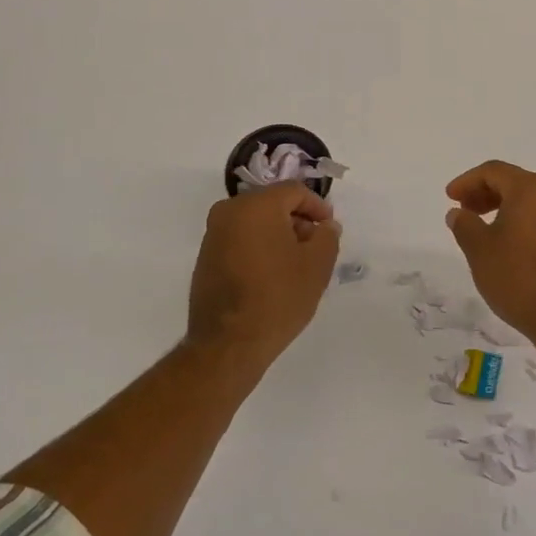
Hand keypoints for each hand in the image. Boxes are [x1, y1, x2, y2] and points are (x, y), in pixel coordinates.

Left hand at [186, 183, 341, 371]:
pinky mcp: (205, 258)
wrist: (227, 344)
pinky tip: (271, 276)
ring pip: (254, 222)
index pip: (294, 191)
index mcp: (256, 205)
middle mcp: (229, 211)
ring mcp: (213, 234)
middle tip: (315, 247)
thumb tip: (325, 226)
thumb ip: (327, 237)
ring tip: (295, 265)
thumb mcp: (317, 266)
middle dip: (297, 221)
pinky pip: (239, 240)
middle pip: (272, 204)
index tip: (329, 229)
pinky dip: (258, 248)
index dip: (317, 206)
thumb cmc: (278, 298)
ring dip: (277, 235)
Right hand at [445, 160, 535, 342]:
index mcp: (529, 189)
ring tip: (479, 227)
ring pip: (526, 200)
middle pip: (512, 182)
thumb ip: (464, 224)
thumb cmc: (517, 275)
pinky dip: (517, 220)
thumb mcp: (478, 248)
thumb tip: (458, 214)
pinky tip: (502, 242)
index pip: (493, 171)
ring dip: (500, 207)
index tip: (450, 198)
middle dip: (483, 192)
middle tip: (463, 209)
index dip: (467, 181)